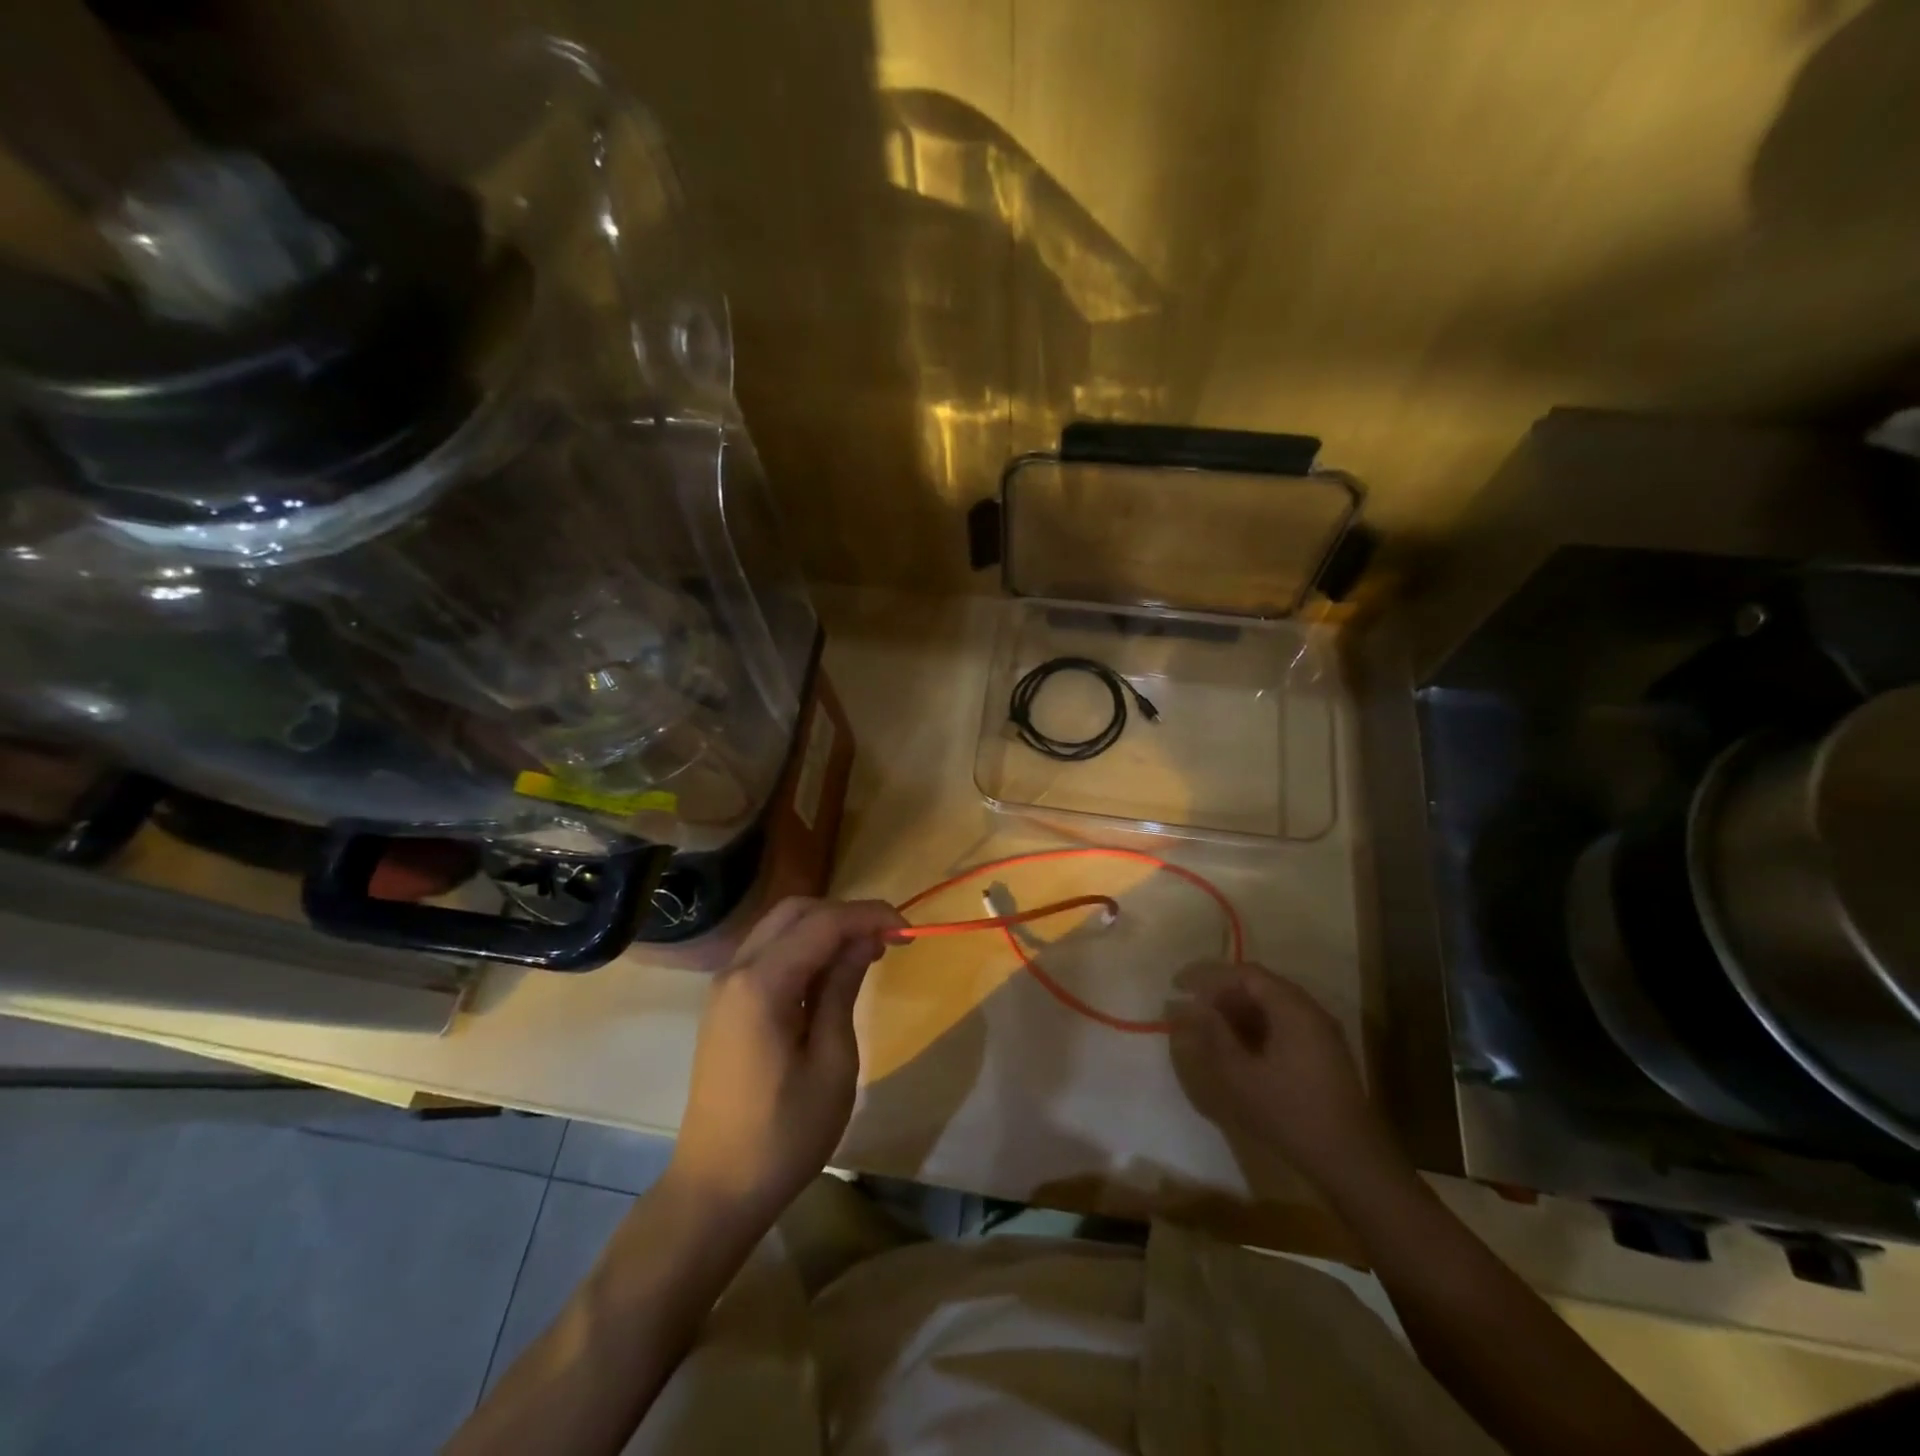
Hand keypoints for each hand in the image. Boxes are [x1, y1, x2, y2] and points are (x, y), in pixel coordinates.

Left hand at [667, 897, 903, 1224]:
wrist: (717, 1189)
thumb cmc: (784, 1134)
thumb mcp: (832, 1063)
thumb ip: (843, 989)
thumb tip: (864, 940)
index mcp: (761, 984)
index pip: (823, 922)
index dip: (869, 916)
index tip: (909, 931)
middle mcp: (736, 970)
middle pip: (796, 911)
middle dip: (846, 914)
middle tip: (888, 939)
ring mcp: (725, 986)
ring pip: (779, 926)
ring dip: (825, 927)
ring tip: (867, 952)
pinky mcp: (726, 1003)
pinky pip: (768, 952)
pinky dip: (804, 947)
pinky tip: (831, 973)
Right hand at [1166, 961, 1403, 1197]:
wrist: (1351, 1161)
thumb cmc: (1290, 1113)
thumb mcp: (1241, 1075)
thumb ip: (1212, 1034)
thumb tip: (1187, 1006)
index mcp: (1292, 1008)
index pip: (1245, 973)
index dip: (1208, 975)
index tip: (1178, 985)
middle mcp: (1310, 1010)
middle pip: (1260, 985)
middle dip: (1221, 991)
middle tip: (1191, 1006)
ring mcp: (1320, 1032)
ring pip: (1271, 1005)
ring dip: (1237, 1009)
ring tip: (1208, 1025)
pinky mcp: (1323, 1053)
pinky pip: (1283, 1023)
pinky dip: (1255, 1025)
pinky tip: (1238, 1046)